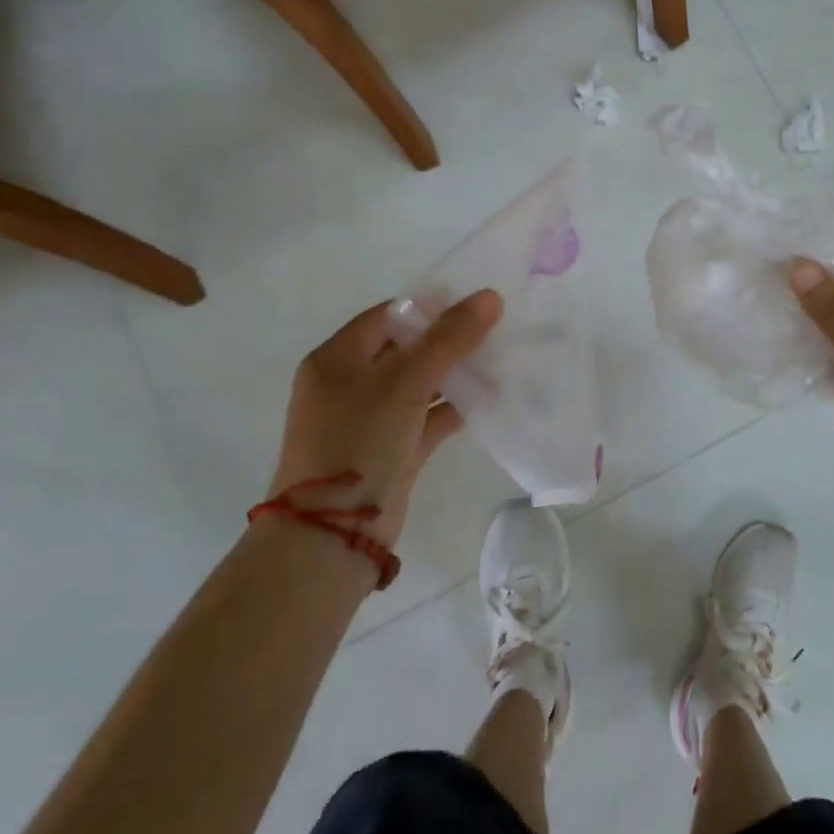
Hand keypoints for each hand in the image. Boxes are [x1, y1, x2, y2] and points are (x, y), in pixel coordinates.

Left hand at [269, 291, 502, 543]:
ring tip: (501, 357)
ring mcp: (370, 420)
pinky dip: (455, 407)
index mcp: (337, 359)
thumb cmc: (358, 442)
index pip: (388, 315)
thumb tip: (490, 296)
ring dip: (456, 374)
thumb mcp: (405, 382)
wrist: (332, 536)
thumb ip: (449, 338)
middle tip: (496, 328)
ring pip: (420, 384)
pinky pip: (427, 418)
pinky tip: (491, 397)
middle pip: (406, 349)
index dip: (430, 306)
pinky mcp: (391, 450)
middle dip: (449, 339)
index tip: (474, 302)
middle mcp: (349, 385)